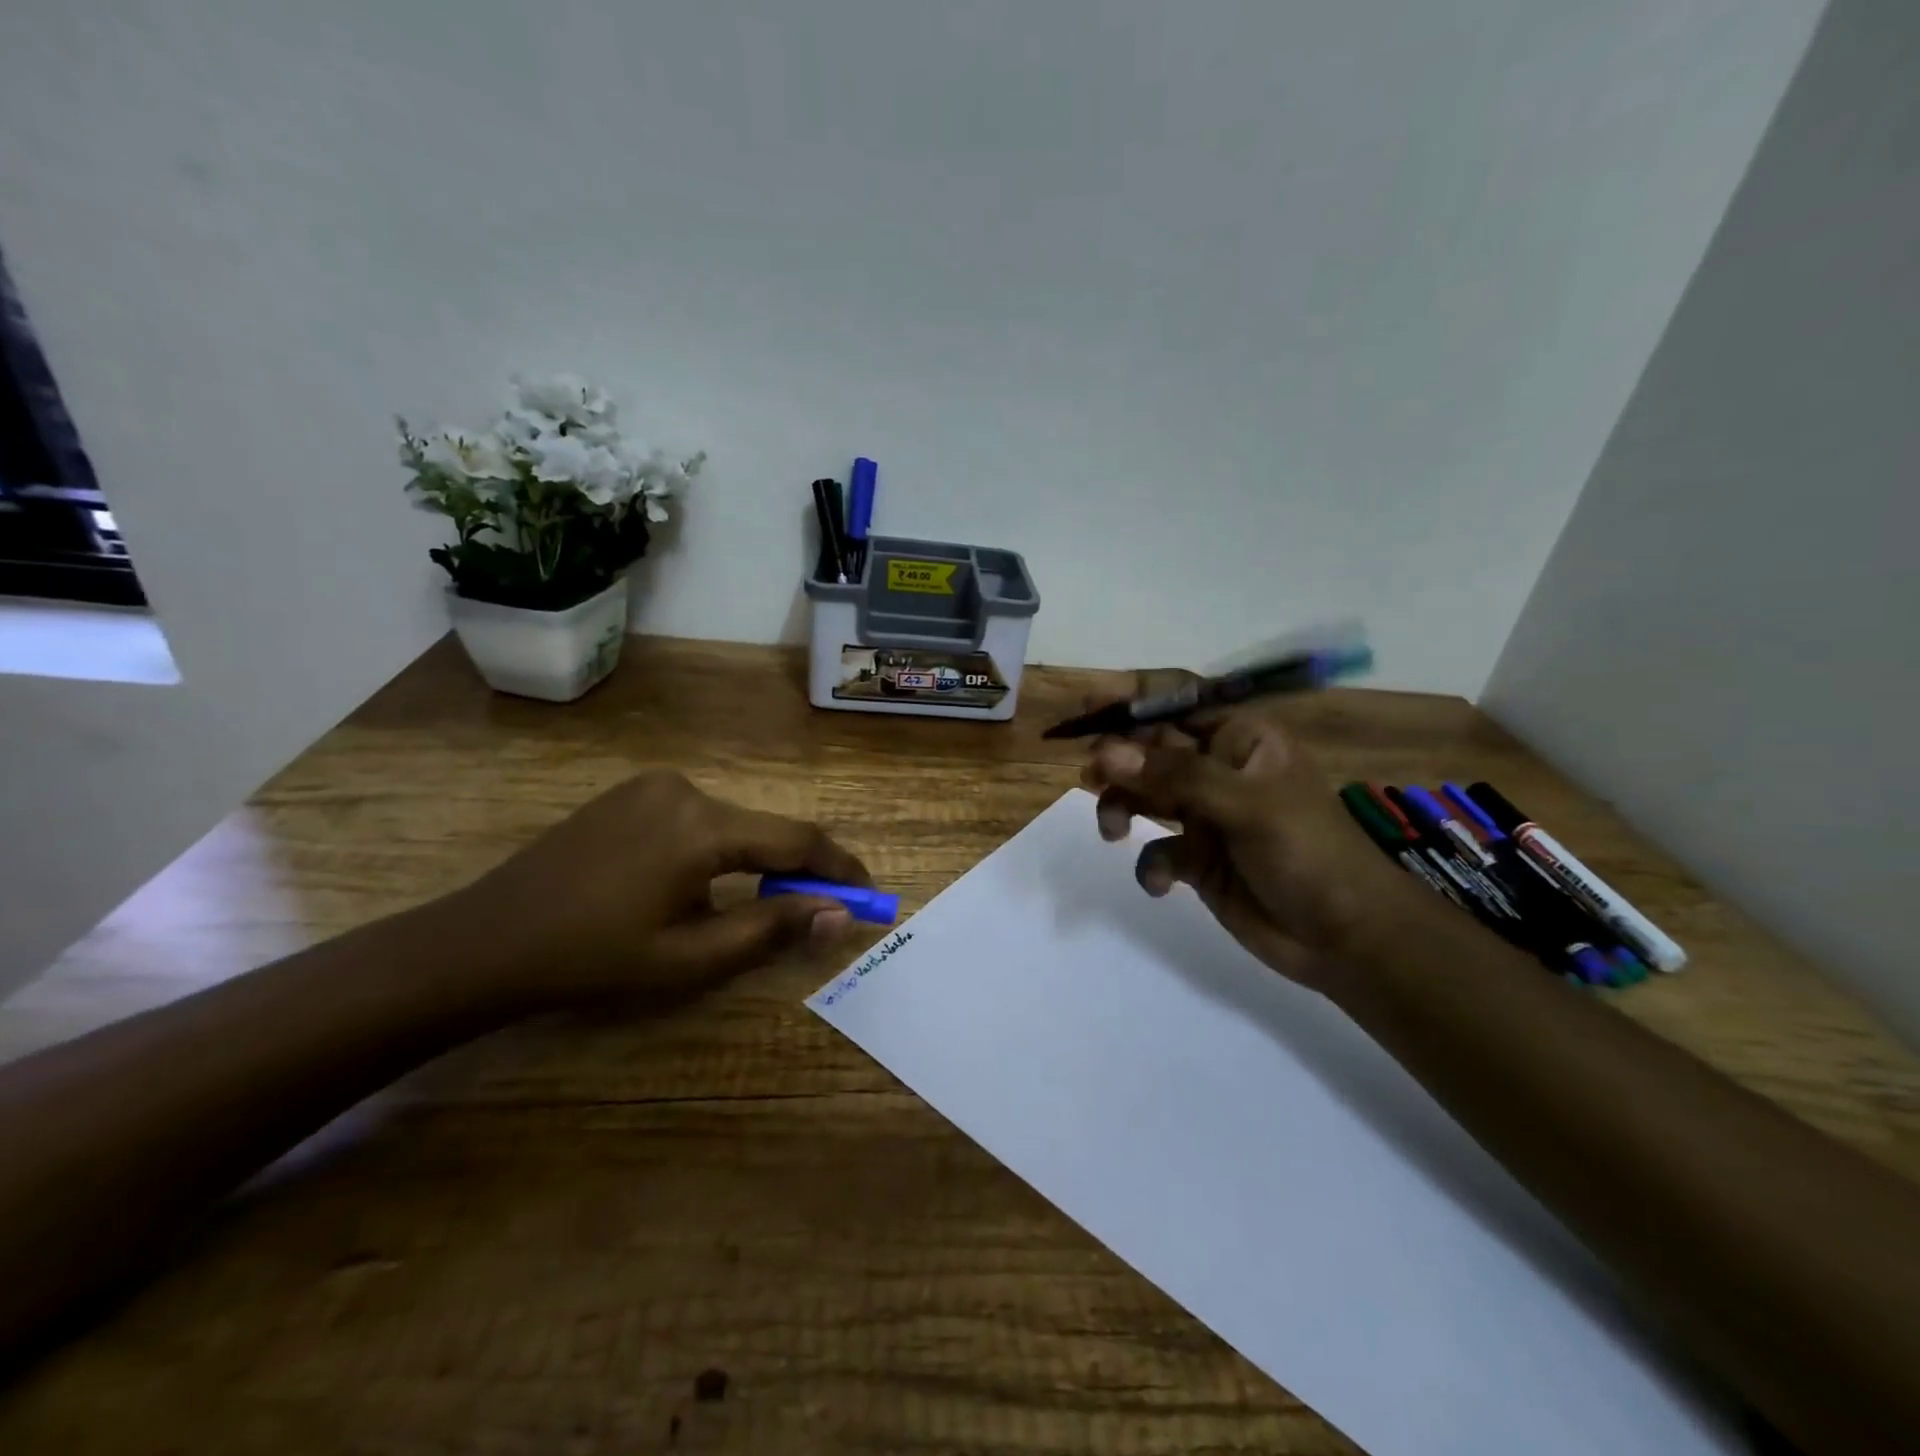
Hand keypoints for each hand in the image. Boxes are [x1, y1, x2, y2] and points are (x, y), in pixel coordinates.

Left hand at [455, 771, 871, 1006]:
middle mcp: (686, 788)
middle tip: (819, 909)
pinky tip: (702, 882)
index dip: (840, 867)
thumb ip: (773, 928)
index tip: (870, 894)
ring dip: (757, 860)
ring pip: (733, 822)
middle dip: (798, 869)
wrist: (485, 941)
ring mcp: (653, 785)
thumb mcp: (690, 958)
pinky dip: (720, 847)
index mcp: (702, 826)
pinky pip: (697, 816)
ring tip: (760, 903)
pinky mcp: (631, 792)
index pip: (797, 839)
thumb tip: (840, 914)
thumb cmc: (592, 959)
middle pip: (765, 829)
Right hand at [1079, 670, 1415, 997]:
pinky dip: (1152, 865)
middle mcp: (1217, 769)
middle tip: (1092, 776)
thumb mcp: (1246, 805)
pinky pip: (1157, 850)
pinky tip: (1164, 884)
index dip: (1131, 697)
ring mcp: (1205, 814)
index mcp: (1239, 739)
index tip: (1086, 707)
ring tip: (1112, 830)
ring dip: (1121, 807)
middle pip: (1150, 748)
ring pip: (1144, 795)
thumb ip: (1176, 776)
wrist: (1345, 936)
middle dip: (1118, 759)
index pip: (1178, 700)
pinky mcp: (1197, 859)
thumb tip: (1106, 753)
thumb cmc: (1307, 852)